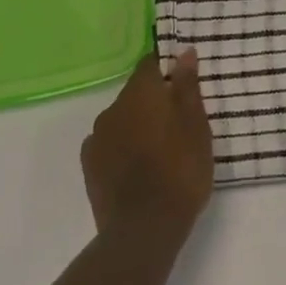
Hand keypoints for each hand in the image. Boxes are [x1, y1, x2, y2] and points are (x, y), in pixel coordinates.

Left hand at [82, 51, 213, 246]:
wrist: (143, 231)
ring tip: (158, 151)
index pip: (151, 64)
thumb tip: (185, 52)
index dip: (167, 71)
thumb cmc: (179, 171)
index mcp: (140, 92)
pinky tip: (137, 170)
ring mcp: (97, 138)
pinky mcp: (89, 167)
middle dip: (153, 102)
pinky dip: (122, 150)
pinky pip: (109, 145)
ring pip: (122, 120)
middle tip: (177, 124)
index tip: (183, 86)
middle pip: (136, 93)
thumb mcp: (196, 126)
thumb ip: (188, 86)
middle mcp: (113, 107)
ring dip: (137, 126)